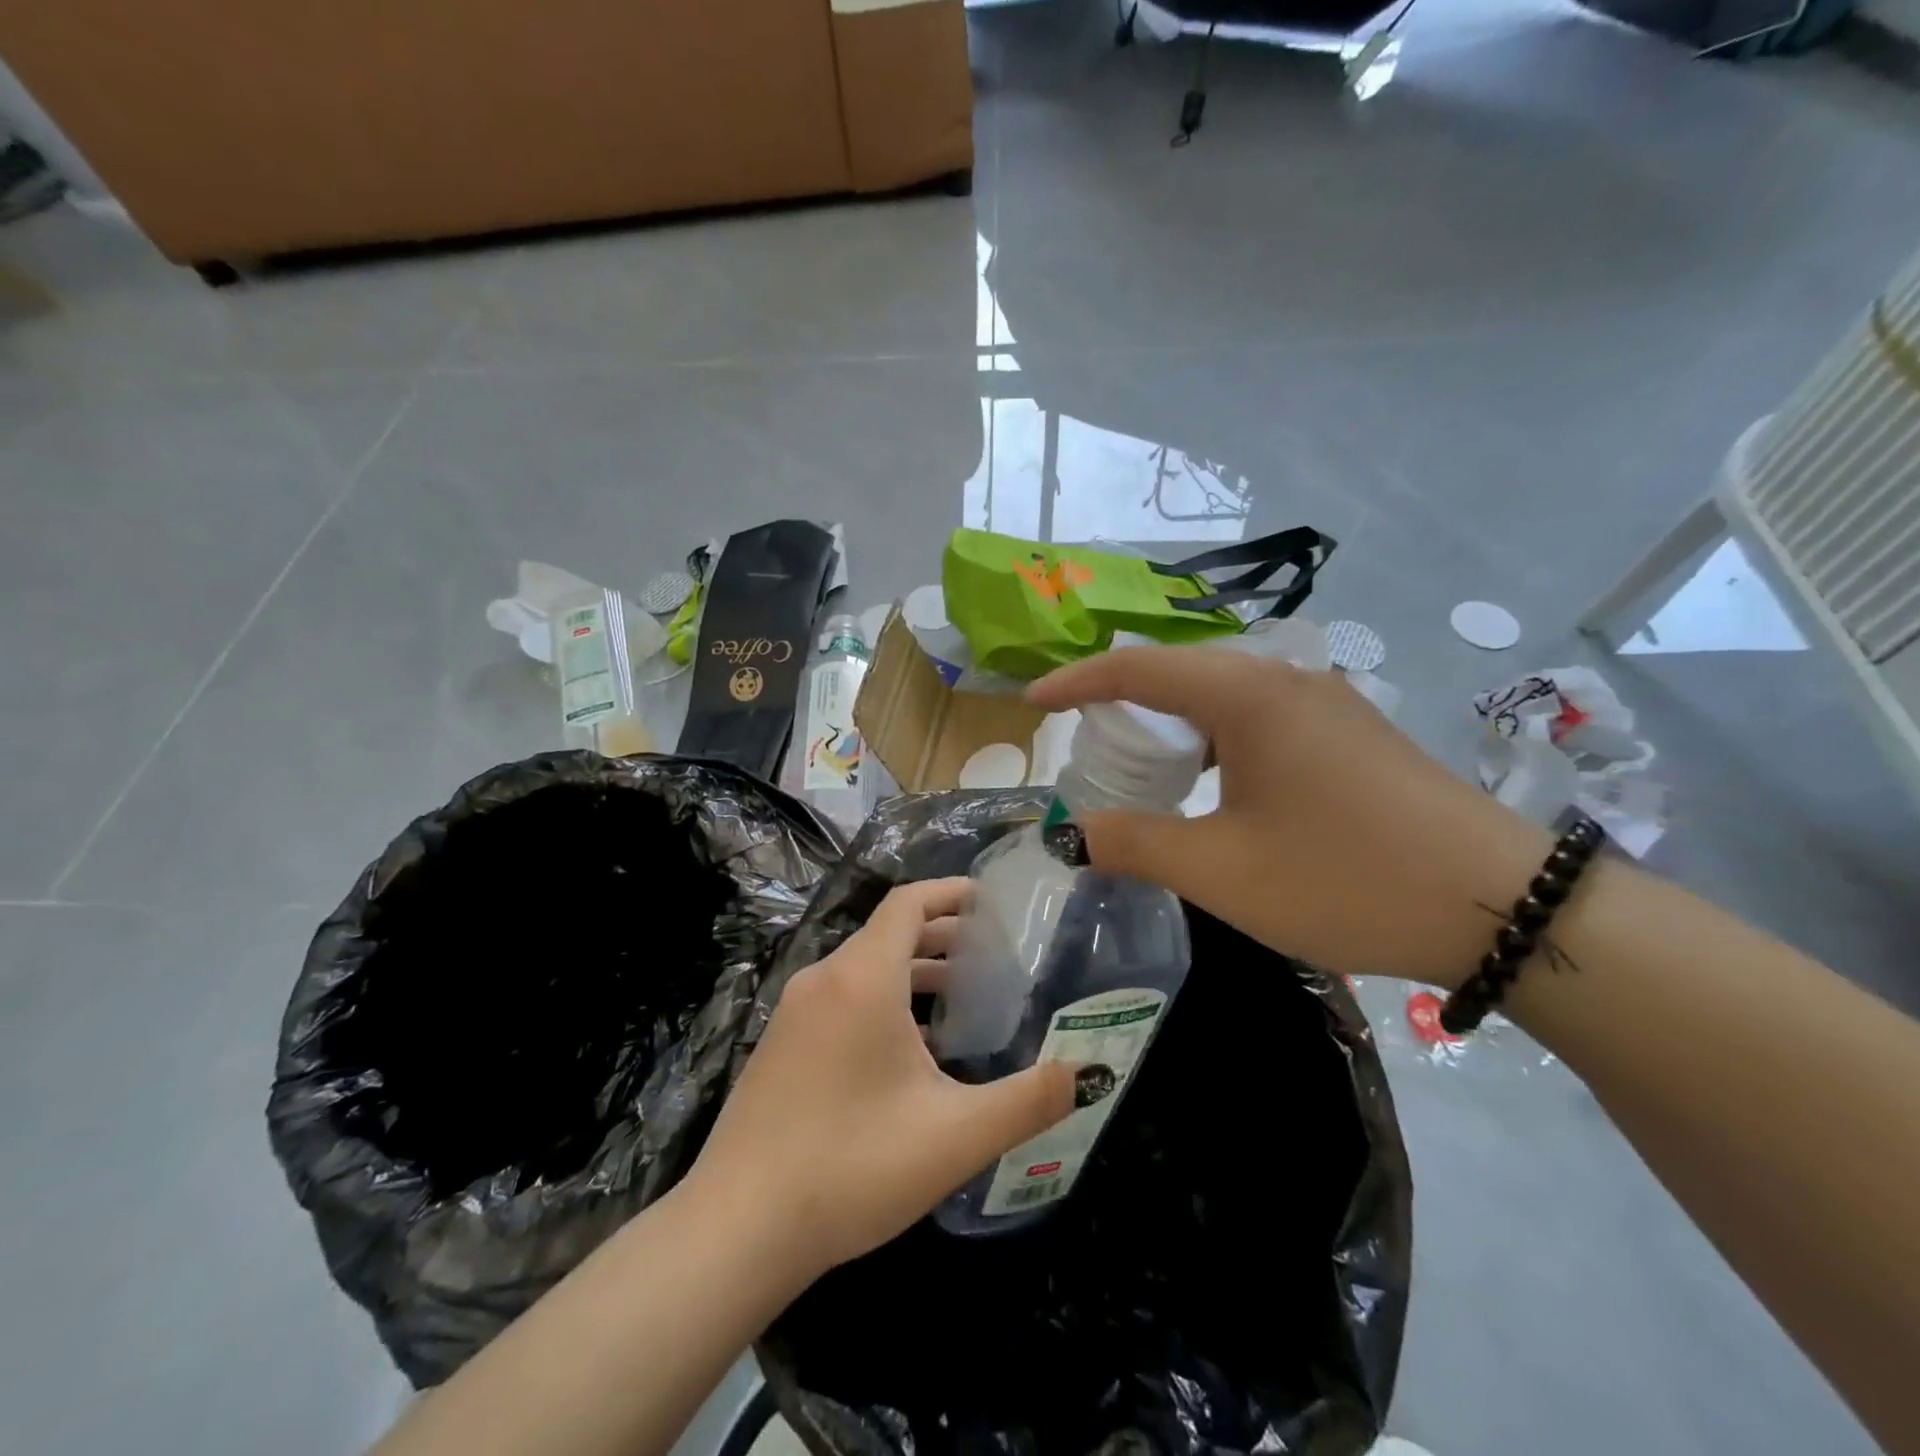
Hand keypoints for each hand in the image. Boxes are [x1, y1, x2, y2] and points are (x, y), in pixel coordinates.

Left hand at [685, 879, 1076, 1281]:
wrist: (736, 1229)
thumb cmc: (852, 1167)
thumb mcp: (955, 1136)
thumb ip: (1028, 1100)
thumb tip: (1086, 1073)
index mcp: (862, 978)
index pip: (908, 903)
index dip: (950, 892)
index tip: (991, 900)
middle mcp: (824, 980)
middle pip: (888, 932)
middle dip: (941, 934)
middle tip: (991, 954)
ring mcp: (794, 1013)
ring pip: (864, 968)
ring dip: (913, 971)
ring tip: (961, 997)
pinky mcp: (779, 1045)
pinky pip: (841, 998)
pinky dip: (882, 998)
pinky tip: (909, 1050)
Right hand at [1028, 646, 1552, 988]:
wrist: (1499, 905)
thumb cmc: (1343, 878)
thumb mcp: (1220, 870)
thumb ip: (1132, 844)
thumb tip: (1067, 834)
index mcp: (1247, 694)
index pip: (1137, 666)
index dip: (1076, 682)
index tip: (1032, 703)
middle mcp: (1285, 679)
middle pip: (1179, 670)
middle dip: (1121, 701)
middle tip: (1085, 744)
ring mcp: (1326, 702)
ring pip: (1222, 692)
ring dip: (1171, 721)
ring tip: (1142, 766)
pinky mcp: (1350, 731)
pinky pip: (1258, 715)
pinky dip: (1213, 738)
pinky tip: (1214, 784)